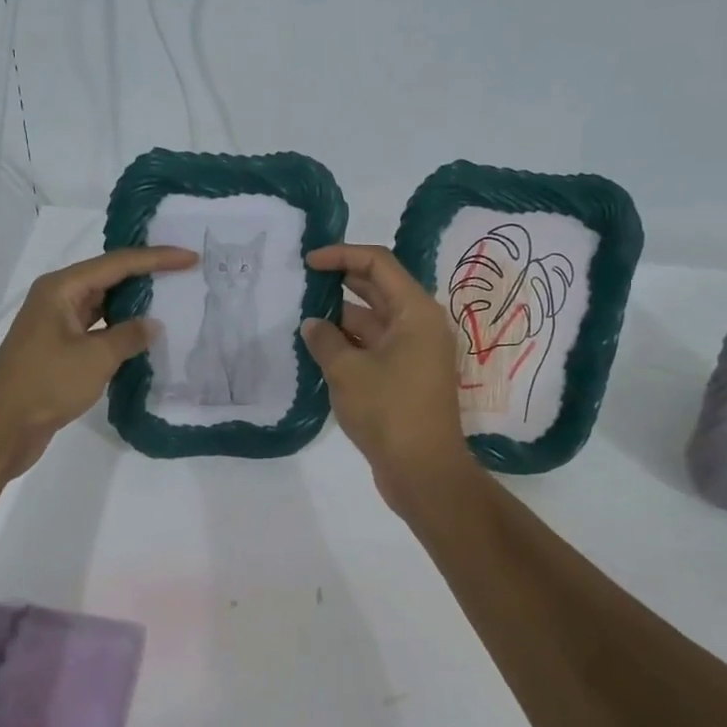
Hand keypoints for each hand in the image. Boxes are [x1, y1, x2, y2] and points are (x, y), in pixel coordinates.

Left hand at [0, 245, 196, 480]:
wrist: (0, 428)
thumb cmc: (45, 384)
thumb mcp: (95, 358)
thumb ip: (129, 336)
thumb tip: (153, 324)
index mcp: (62, 288)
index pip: (117, 263)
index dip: (157, 259)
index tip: (190, 258)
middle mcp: (57, 299)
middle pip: (108, 278)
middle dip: (146, 276)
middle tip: (184, 274)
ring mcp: (56, 325)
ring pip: (103, 305)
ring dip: (134, 305)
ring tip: (171, 302)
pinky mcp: (58, 350)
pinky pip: (96, 330)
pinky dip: (120, 331)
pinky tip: (144, 338)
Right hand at [300, 244, 479, 511]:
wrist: (423, 471)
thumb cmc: (389, 412)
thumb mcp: (347, 371)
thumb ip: (325, 340)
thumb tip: (313, 324)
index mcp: (416, 312)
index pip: (378, 264)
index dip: (342, 255)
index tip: (308, 262)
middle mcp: (420, 325)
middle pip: (378, 288)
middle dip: (340, 281)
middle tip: (303, 282)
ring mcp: (415, 351)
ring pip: (375, 319)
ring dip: (342, 315)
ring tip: (303, 315)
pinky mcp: (406, 375)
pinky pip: (375, 345)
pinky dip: (350, 341)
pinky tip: (319, 347)